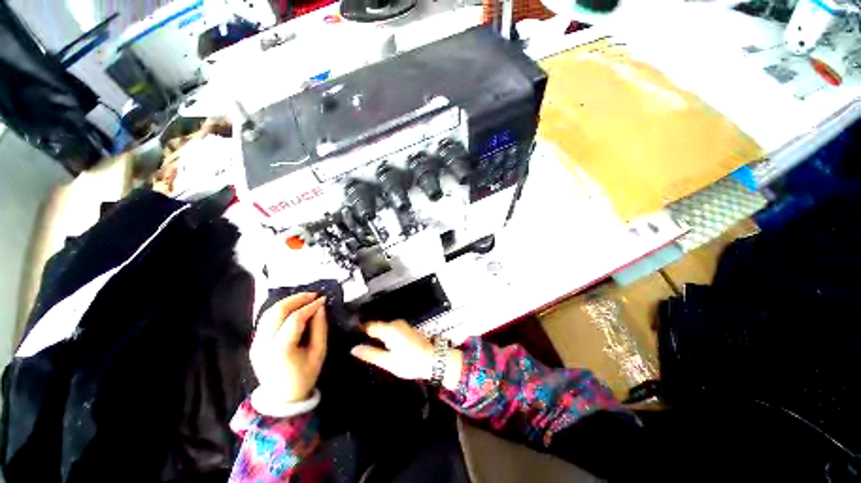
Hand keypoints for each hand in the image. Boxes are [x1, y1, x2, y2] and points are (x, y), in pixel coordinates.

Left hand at [250, 293, 327, 403]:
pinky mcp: (255, 343)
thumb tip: (321, 308)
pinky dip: (280, 310)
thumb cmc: (305, 376)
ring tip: (305, 298)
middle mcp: (264, 344)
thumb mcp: (319, 353)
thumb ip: (320, 328)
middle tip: (313, 294)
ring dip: (287, 302)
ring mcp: (256, 343)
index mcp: (281, 349)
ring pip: (268, 313)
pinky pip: (266, 320)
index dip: (310, 306)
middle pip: (277, 312)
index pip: (295, 319)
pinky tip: (293, 307)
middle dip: (296, 299)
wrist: (282, 398)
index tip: (323, 299)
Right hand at [350, 320, 463, 390]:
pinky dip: (384, 335)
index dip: (358, 331)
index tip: (349, 336)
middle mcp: (395, 323)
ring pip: (383, 328)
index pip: (368, 325)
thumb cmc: (411, 362)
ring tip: (367, 347)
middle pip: (375, 326)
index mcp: (389, 329)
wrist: (433, 359)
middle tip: (356, 345)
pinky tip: (381, 345)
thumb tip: (354, 349)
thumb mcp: (388, 362)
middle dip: (366, 334)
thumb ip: (370, 354)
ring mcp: (401, 325)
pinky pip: (390, 329)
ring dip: (375, 335)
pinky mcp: (405, 328)